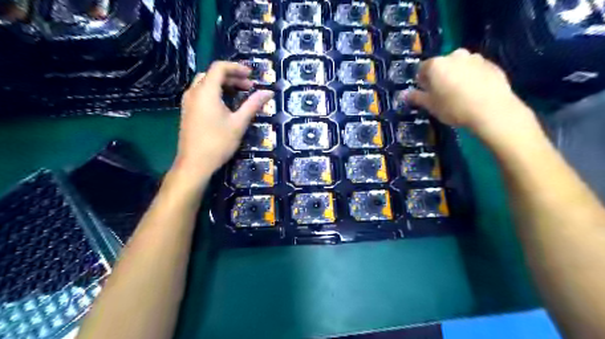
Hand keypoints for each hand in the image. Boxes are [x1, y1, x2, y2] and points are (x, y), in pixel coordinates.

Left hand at [172, 60, 273, 178]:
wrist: (195, 163)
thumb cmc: (218, 143)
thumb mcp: (239, 123)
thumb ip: (253, 105)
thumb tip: (268, 93)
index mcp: (206, 91)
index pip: (219, 67)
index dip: (237, 68)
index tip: (251, 75)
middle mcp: (194, 92)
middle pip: (212, 74)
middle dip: (232, 77)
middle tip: (248, 87)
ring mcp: (188, 102)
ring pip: (205, 84)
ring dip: (223, 85)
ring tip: (239, 94)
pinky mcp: (187, 111)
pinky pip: (201, 93)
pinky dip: (214, 92)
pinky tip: (225, 105)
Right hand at [406, 48, 533, 137]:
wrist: (491, 110)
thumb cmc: (454, 108)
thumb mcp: (431, 106)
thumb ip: (416, 98)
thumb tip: (404, 94)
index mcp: (437, 64)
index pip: (422, 69)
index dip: (421, 81)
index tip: (425, 92)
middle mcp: (455, 55)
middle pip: (442, 65)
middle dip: (440, 76)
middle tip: (442, 93)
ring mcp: (475, 58)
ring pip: (460, 66)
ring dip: (457, 75)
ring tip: (460, 93)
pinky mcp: (492, 65)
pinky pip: (476, 70)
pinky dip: (473, 77)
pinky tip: (475, 93)